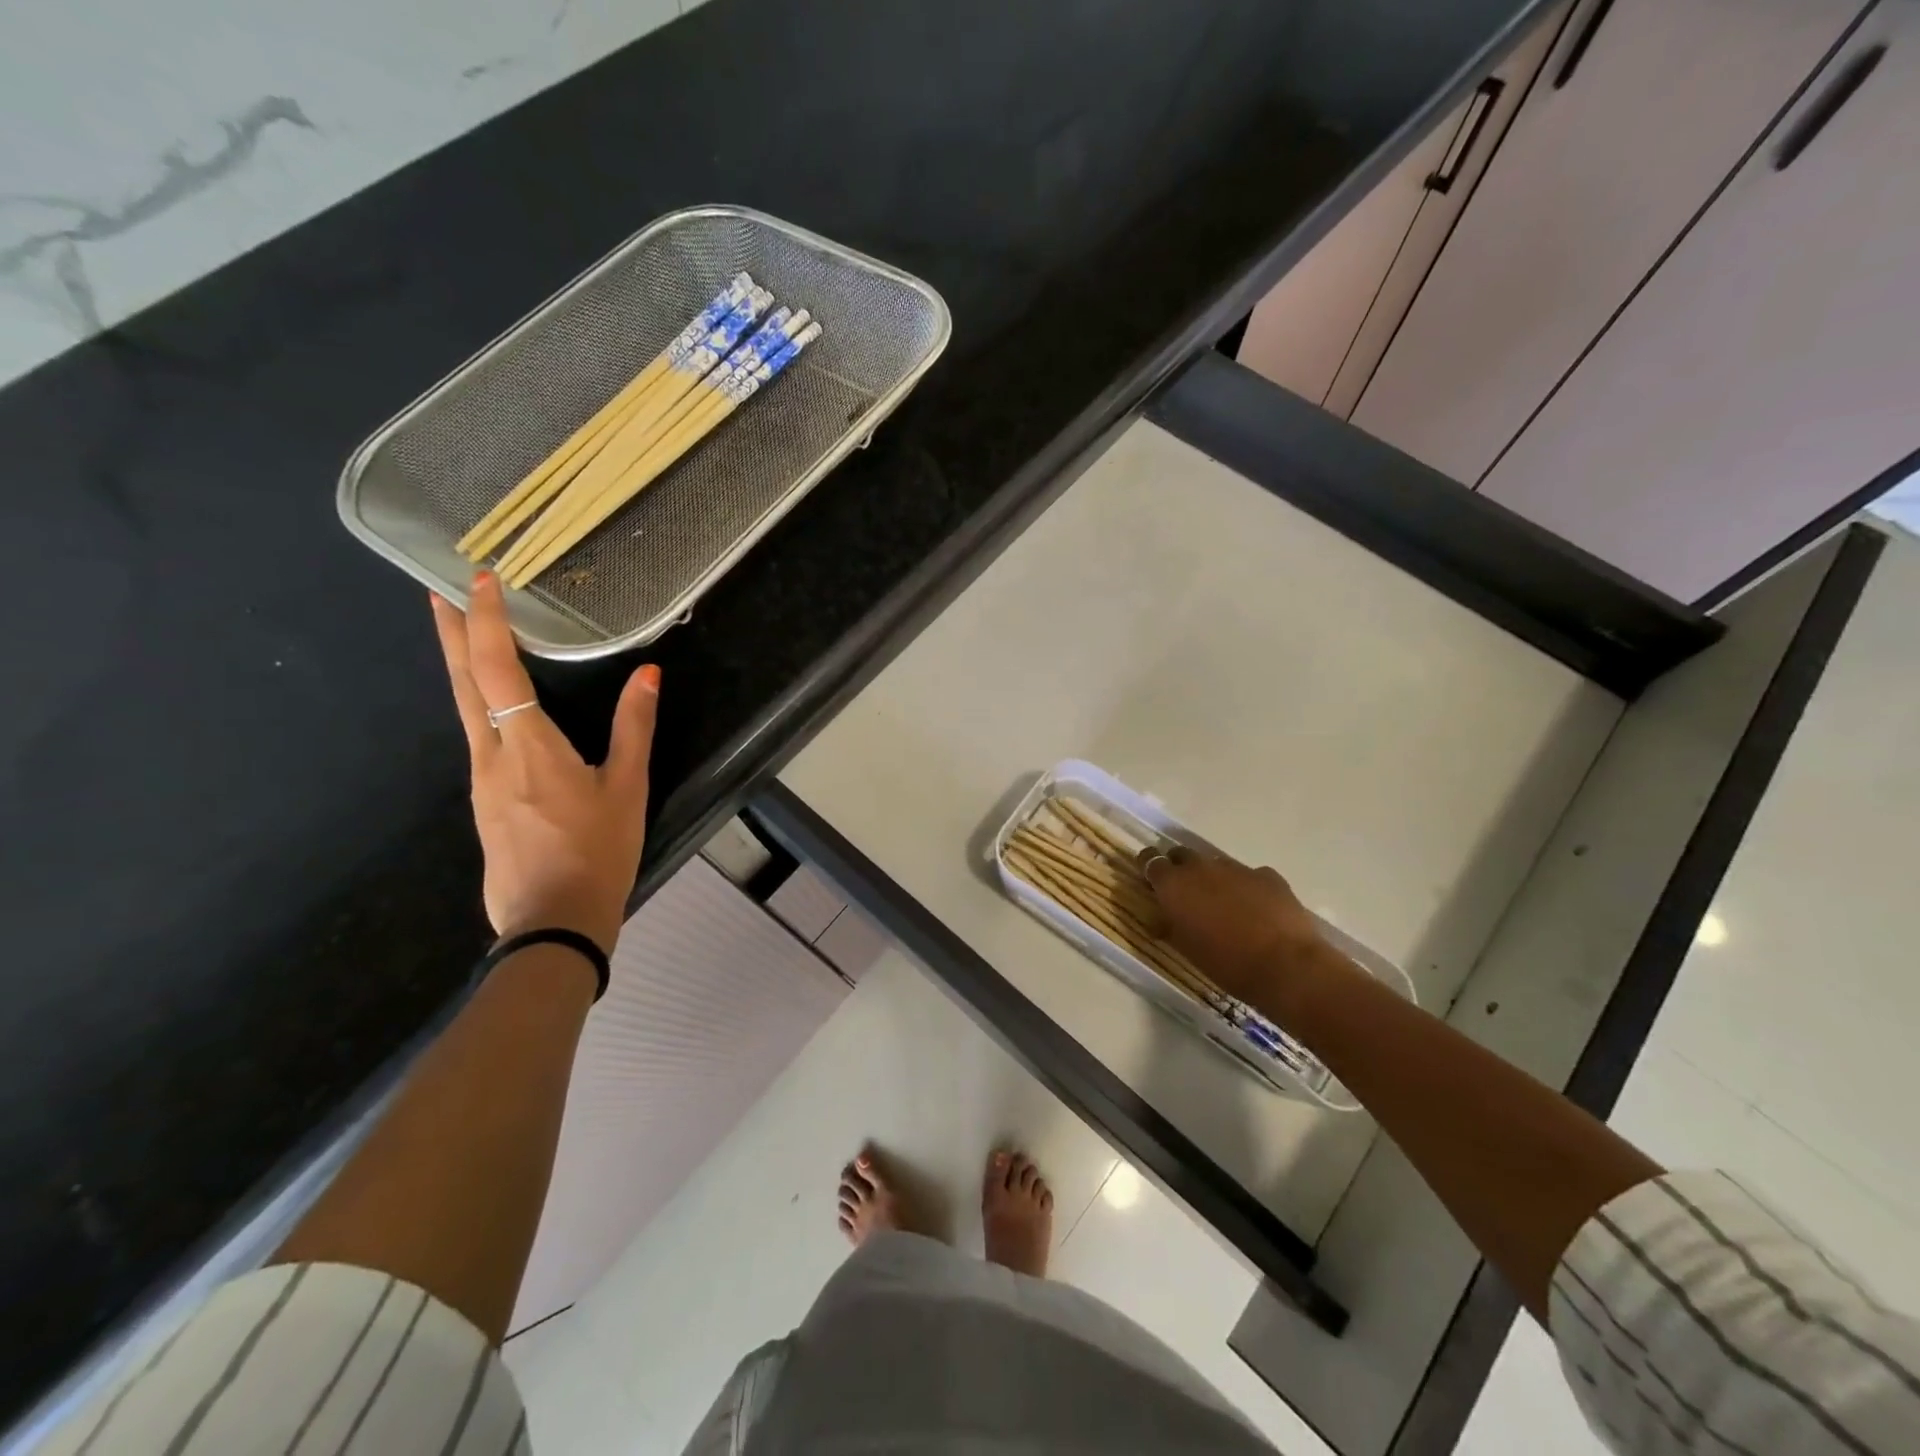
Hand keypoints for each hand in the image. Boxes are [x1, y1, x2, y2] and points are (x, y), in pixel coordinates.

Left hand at [431, 571, 659, 953]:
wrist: (552, 921)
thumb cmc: (597, 851)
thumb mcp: (627, 789)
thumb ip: (634, 728)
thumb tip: (648, 673)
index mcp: (529, 746)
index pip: (498, 669)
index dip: (487, 621)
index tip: (479, 579)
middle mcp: (492, 754)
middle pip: (463, 682)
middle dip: (453, 632)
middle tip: (441, 590)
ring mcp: (481, 780)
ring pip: (465, 708)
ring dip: (464, 665)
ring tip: (468, 635)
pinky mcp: (485, 801)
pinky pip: (478, 735)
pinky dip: (478, 701)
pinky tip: (492, 704)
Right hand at [1142, 848, 1336, 1016]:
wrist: (1285, 966)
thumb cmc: (1225, 963)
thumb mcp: (1186, 948)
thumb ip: (1169, 925)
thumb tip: (1159, 917)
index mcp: (1174, 884)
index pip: (1150, 860)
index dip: (1148, 867)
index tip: (1149, 879)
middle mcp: (1201, 867)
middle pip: (1181, 854)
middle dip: (1179, 868)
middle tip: (1184, 892)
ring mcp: (1236, 868)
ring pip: (1216, 865)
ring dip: (1213, 878)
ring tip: (1222, 904)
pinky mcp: (1267, 875)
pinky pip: (1249, 876)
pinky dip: (1246, 887)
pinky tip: (1256, 909)